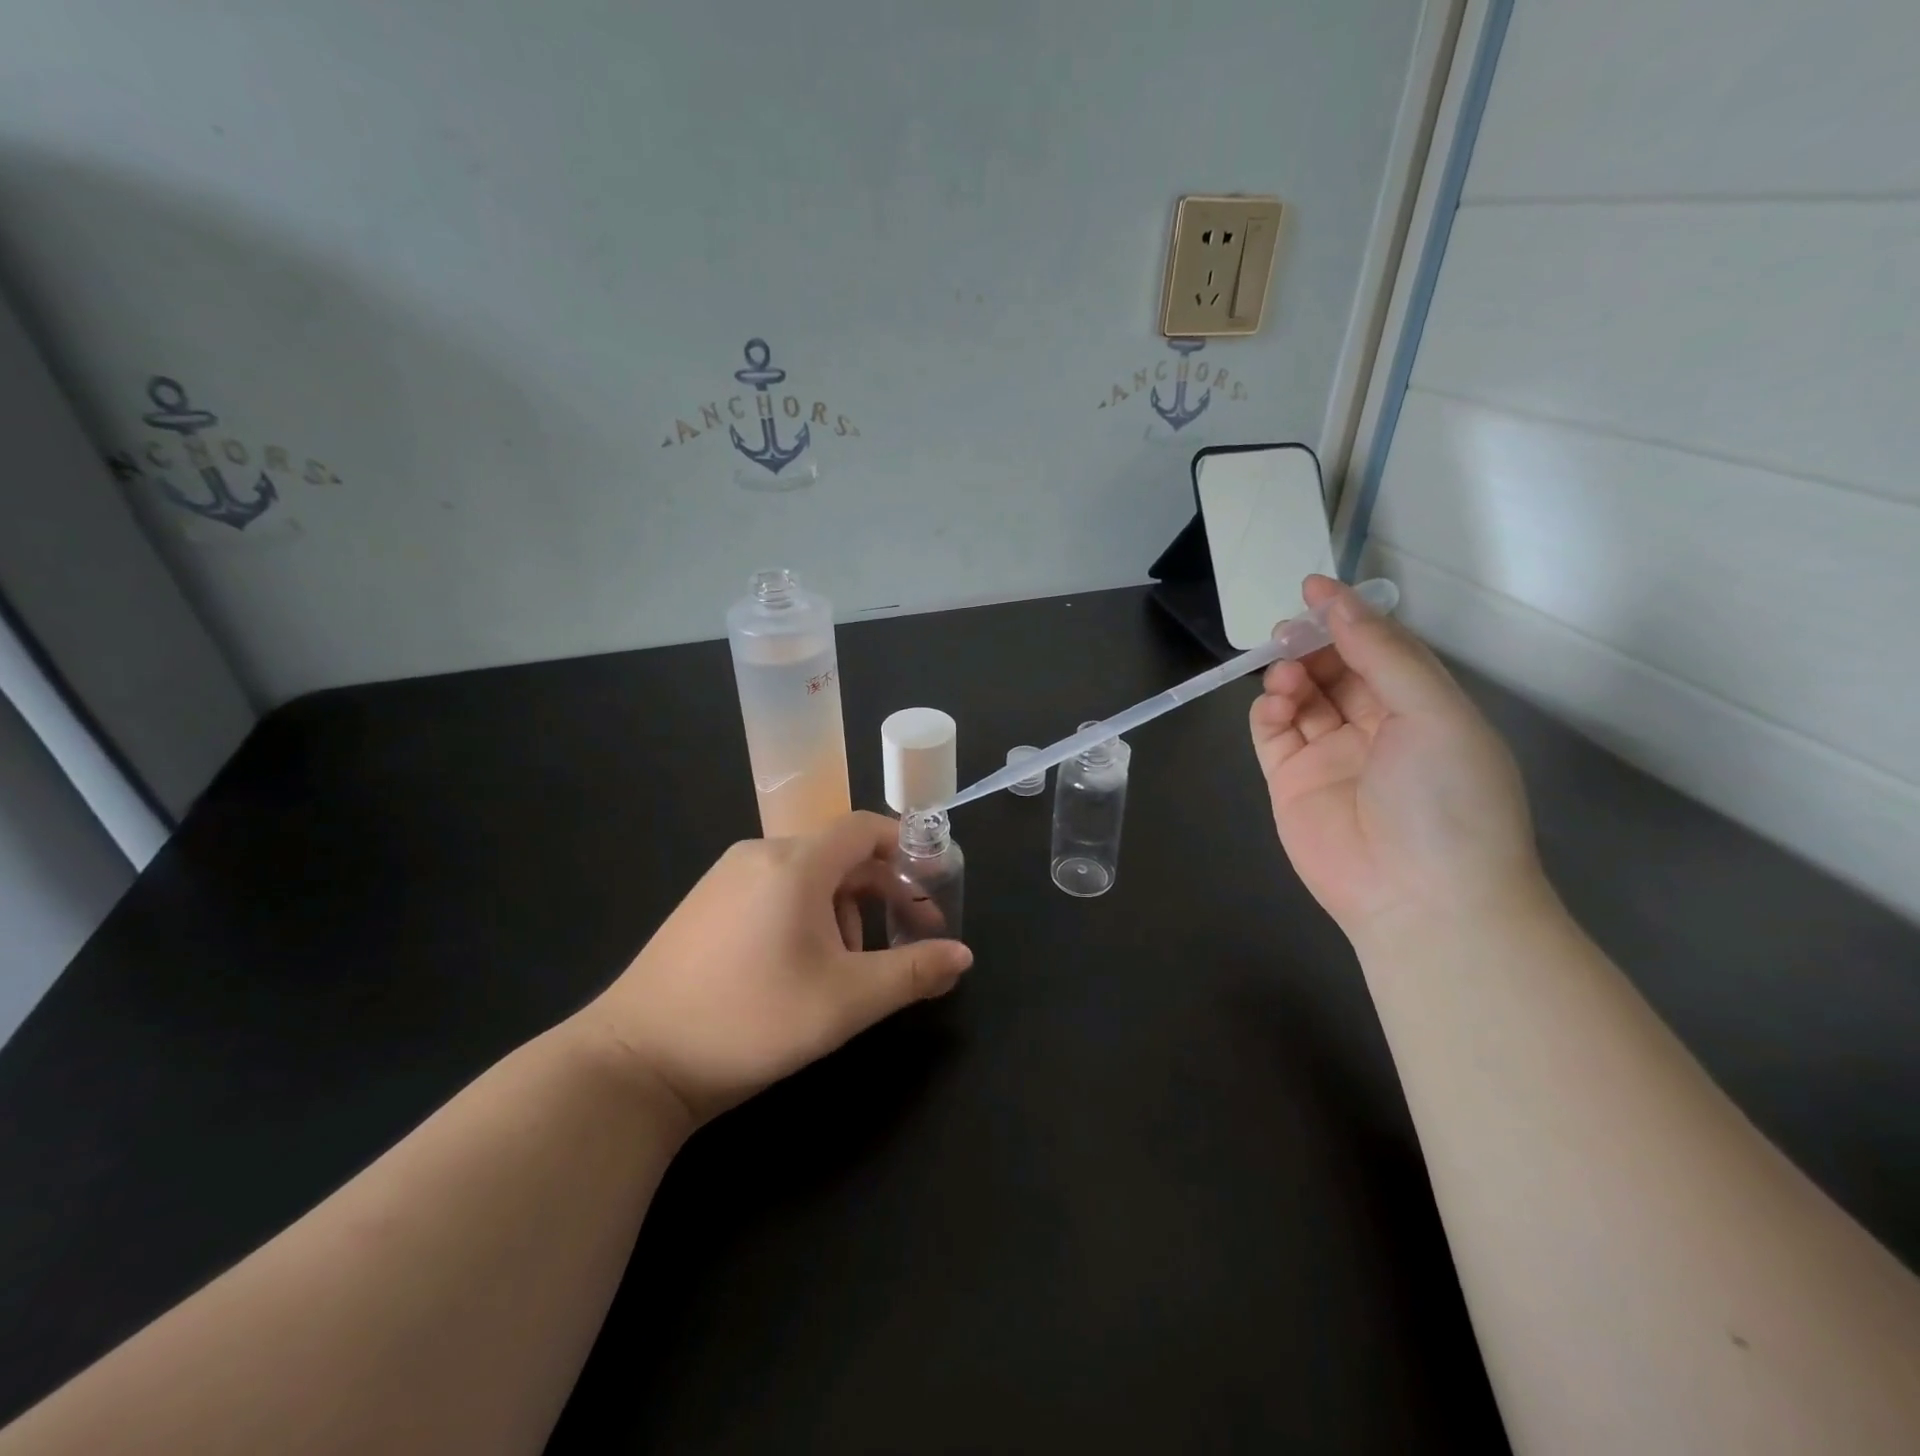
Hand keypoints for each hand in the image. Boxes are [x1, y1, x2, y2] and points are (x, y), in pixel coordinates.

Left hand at [573, 812, 971, 1124]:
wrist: (635, 1063)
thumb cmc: (751, 1020)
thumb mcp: (846, 1001)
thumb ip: (912, 973)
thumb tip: (963, 956)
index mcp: (795, 862)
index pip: (864, 828)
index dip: (905, 849)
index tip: (932, 887)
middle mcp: (759, 854)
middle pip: (838, 854)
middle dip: (878, 892)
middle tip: (901, 940)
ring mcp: (725, 877)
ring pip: (806, 876)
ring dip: (841, 910)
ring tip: (845, 968)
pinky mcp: (704, 904)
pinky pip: (772, 890)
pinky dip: (804, 914)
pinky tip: (797, 966)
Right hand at [1249, 576, 1547, 939]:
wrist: (1420, 898)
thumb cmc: (1446, 799)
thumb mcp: (1434, 712)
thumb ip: (1383, 653)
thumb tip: (1338, 601)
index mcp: (1423, 709)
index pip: (1382, 649)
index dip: (1349, 617)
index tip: (1313, 588)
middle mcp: (1377, 728)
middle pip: (1336, 669)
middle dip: (1312, 644)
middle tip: (1288, 631)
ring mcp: (1331, 756)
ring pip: (1301, 697)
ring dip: (1289, 675)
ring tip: (1285, 674)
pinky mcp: (1291, 783)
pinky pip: (1272, 734)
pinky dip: (1267, 711)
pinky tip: (1274, 703)